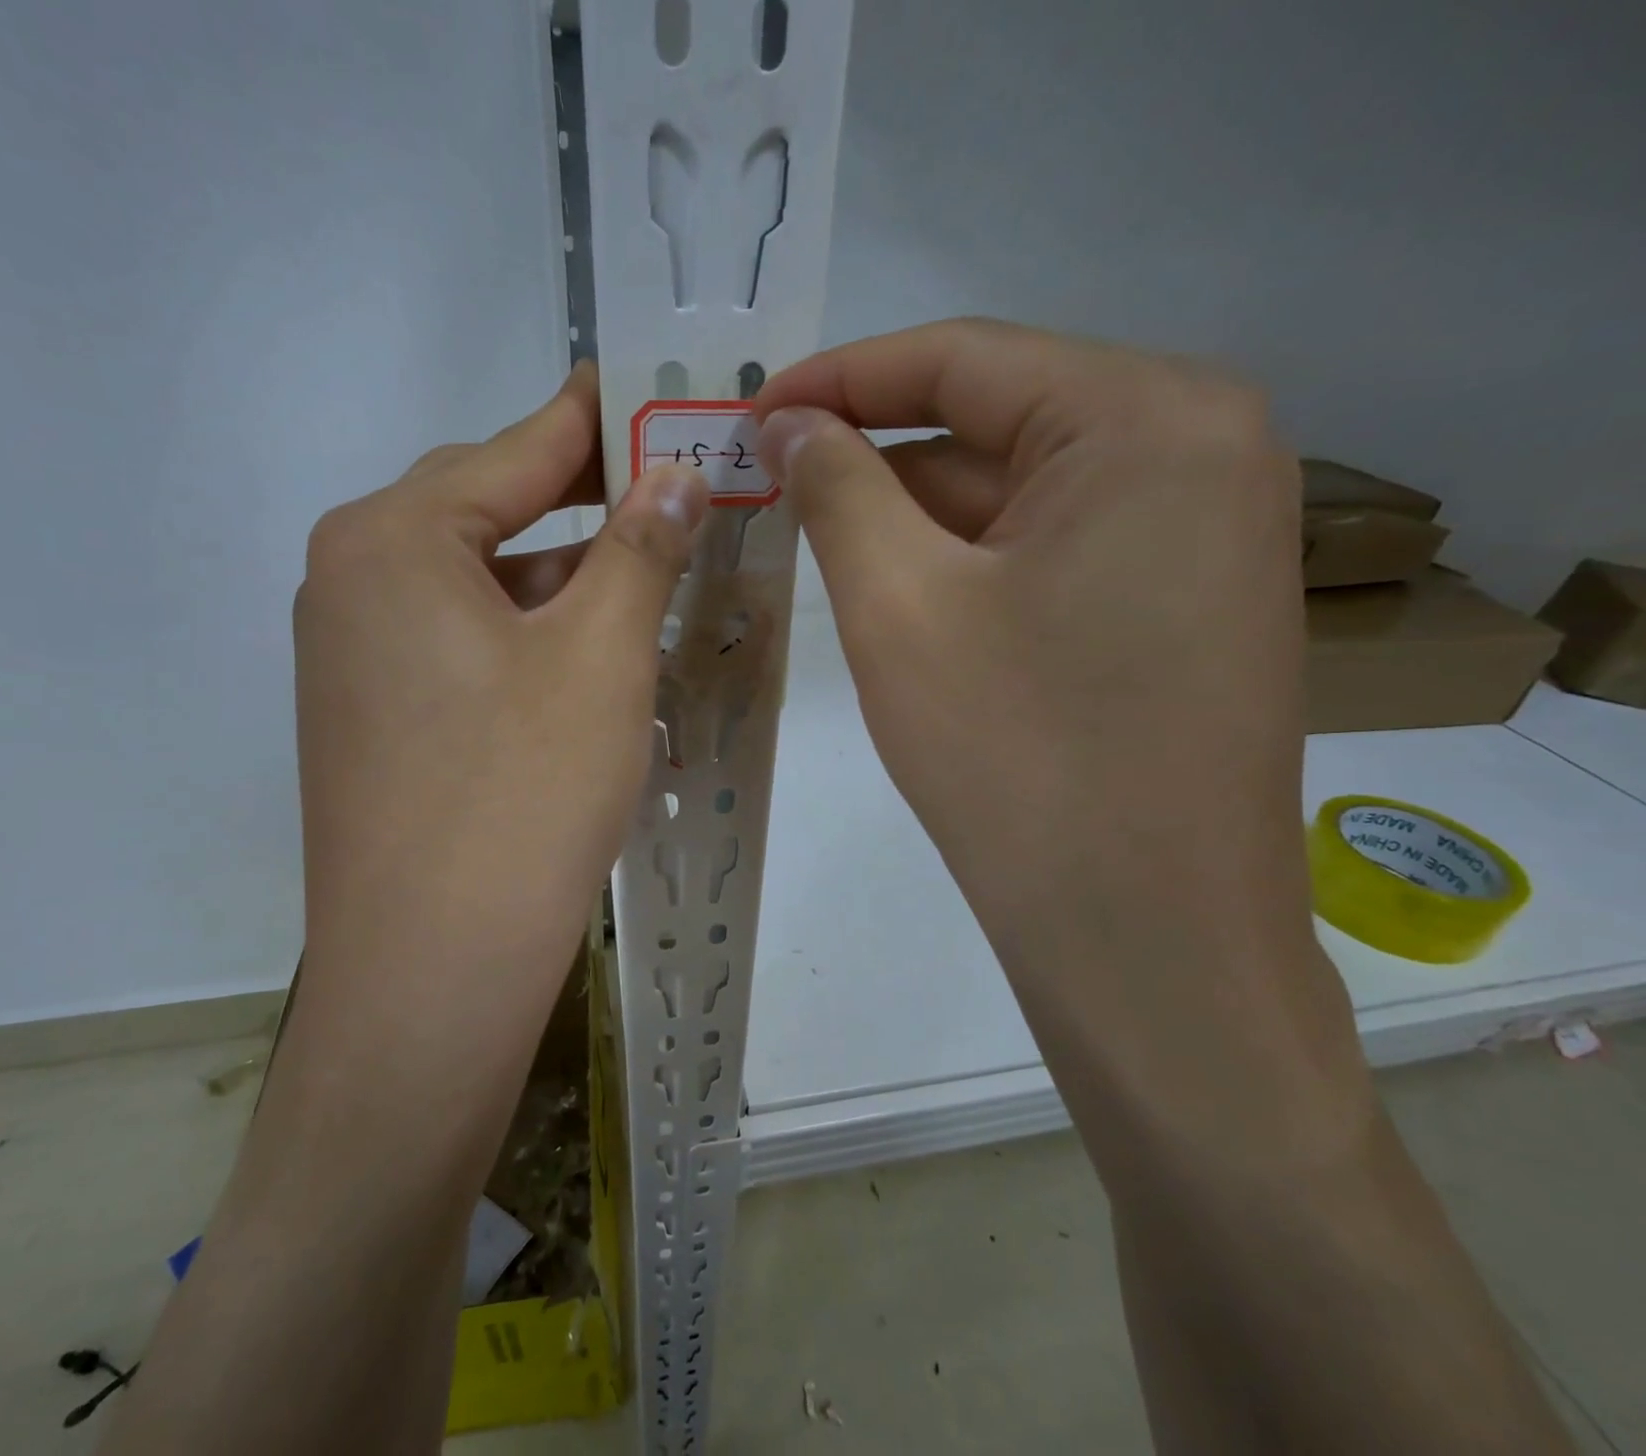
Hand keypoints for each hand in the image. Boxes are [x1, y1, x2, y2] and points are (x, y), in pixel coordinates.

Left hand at [294, 362, 706, 1000]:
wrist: (434, 967)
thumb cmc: (523, 793)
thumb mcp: (601, 654)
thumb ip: (641, 545)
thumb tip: (678, 470)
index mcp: (391, 539)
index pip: (515, 450)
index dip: (595, 419)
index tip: (650, 387)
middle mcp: (350, 580)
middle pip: (487, 511)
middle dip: (581, 499)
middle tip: (668, 485)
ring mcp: (351, 654)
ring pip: (476, 583)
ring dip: (558, 575)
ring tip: (643, 570)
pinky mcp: (370, 715)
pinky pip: (458, 640)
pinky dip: (523, 631)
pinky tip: (583, 652)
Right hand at [754, 320, 1361, 1154]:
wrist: (1147, 938)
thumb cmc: (1020, 760)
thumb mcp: (900, 607)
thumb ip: (838, 489)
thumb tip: (789, 422)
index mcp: (1151, 418)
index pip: (964, 356)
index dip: (840, 377)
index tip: (750, 408)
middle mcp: (1201, 449)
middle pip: (996, 421)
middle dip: (873, 452)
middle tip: (764, 478)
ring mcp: (1203, 530)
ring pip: (1018, 492)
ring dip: (914, 513)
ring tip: (810, 534)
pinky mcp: (1181, 600)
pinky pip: (1050, 548)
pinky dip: (966, 558)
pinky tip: (895, 588)